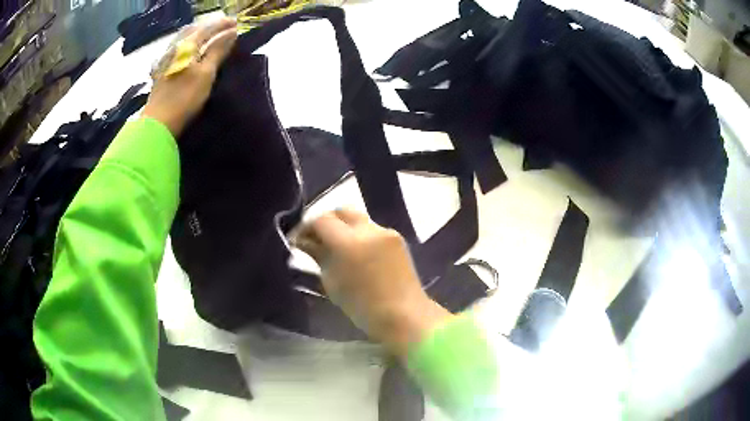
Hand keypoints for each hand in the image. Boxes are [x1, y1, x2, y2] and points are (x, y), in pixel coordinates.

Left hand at [143, 17, 237, 137]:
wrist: (158, 124)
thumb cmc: (184, 98)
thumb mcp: (206, 73)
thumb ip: (218, 51)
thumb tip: (232, 32)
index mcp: (186, 46)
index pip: (207, 28)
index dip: (222, 25)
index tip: (236, 24)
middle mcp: (174, 48)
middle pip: (193, 31)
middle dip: (210, 27)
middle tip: (224, 28)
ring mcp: (165, 60)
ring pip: (183, 40)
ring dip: (197, 35)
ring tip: (209, 36)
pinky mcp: (161, 72)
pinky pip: (176, 50)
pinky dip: (187, 45)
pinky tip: (189, 50)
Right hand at [295, 209, 451, 355]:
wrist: (404, 315)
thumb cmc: (362, 306)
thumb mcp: (332, 281)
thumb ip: (318, 255)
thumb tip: (305, 241)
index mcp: (348, 242)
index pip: (321, 220)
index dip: (306, 227)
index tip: (298, 239)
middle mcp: (368, 229)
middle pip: (341, 211)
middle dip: (326, 221)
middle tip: (316, 239)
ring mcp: (386, 231)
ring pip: (357, 219)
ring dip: (343, 228)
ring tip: (336, 247)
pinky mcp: (397, 238)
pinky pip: (372, 229)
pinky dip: (359, 236)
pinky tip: (357, 253)